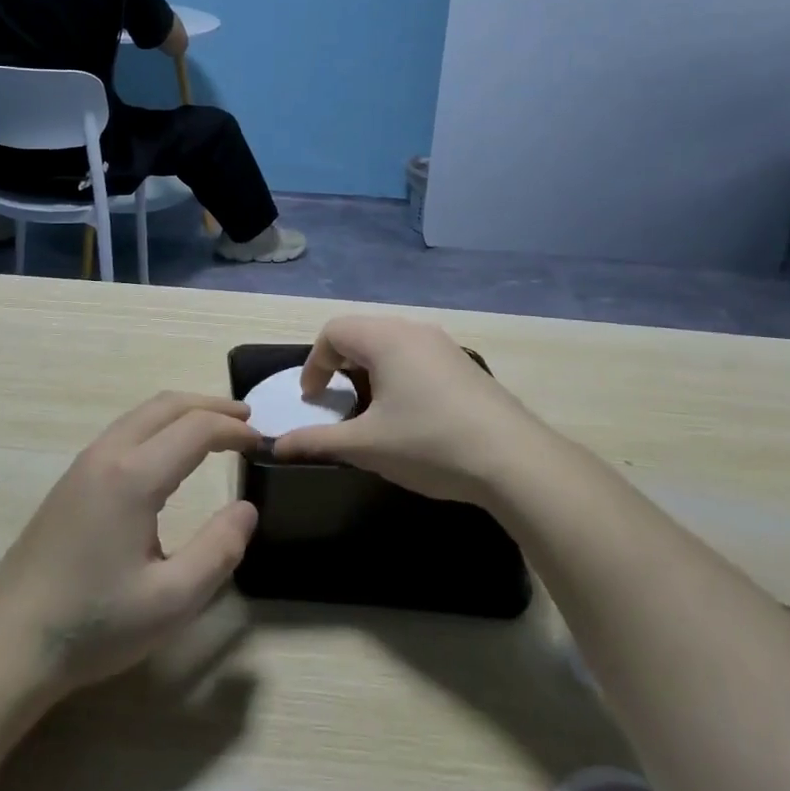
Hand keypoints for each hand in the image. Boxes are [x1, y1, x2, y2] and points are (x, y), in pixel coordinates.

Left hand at [0, 393, 259, 698]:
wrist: (10, 643)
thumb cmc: (94, 624)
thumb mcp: (171, 601)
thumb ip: (218, 550)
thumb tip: (246, 508)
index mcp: (133, 476)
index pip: (196, 428)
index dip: (234, 430)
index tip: (261, 444)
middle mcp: (107, 455)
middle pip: (167, 405)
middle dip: (211, 406)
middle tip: (246, 420)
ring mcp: (83, 464)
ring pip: (142, 414)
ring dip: (183, 413)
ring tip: (215, 430)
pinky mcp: (71, 480)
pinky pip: (124, 431)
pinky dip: (159, 426)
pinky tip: (169, 455)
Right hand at [273, 316, 554, 507]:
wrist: (514, 460)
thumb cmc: (429, 443)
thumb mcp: (366, 446)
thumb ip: (317, 441)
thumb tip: (276, 446)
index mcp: (385, 338)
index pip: (333, 332)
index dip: (313, 364)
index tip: (312, 400)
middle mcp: (413, 330)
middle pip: (362, 333)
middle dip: (340, 364)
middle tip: (336, 401)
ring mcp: (444, 345)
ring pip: (392, 344)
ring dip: (370, 370)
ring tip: (370, 409)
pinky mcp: (464, 365)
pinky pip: (417, 356)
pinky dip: (398, 375)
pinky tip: (410, 414)